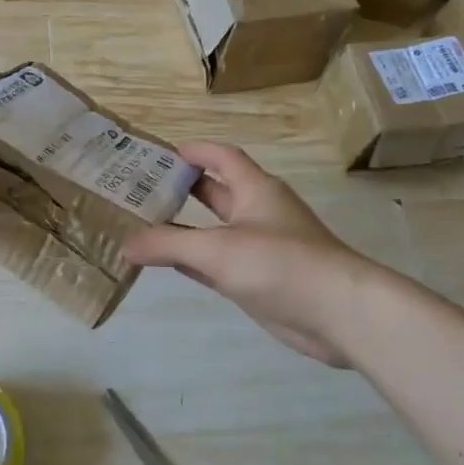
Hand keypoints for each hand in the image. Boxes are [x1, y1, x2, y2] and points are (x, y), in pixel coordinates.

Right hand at [124, 142, 373, 366]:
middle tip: (138, 190)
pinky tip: (166, 263)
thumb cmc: (280, 264)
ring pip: (213, 230)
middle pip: (215, 192)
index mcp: (255, 190)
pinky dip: (193, 260)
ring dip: (183, 227)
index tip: (157, 154)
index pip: (222, 157)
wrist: (338, 313)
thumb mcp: (217, 249)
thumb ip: (168, 244)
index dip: (194, 151)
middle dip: (181, 188)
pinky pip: (217, 262)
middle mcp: (257, 213)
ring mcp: (259, 248)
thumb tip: (125, 244)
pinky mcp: (258, 279)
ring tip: (142, 224)